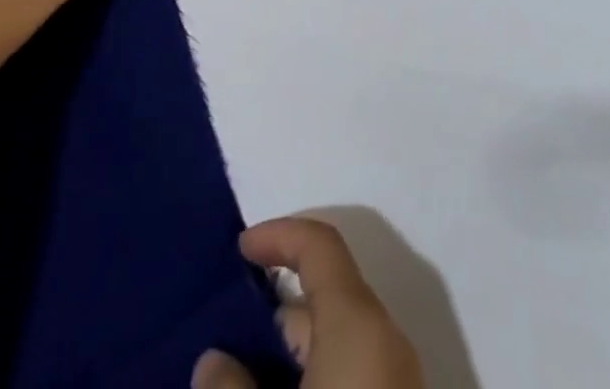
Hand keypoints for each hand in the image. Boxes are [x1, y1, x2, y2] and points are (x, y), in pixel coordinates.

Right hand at [192, 218, 423, 388]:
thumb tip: (214, 360)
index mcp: (360, 323)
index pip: (321, 246)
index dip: (279, 236)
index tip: (238, 248)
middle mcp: (384, 342)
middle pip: (324, 302)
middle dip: (269, 319)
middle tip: (219, 343)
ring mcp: (395, 385)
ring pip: (333, 348)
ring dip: (285, 362)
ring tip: (233, 384)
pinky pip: (348, 380)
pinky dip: (311, 384)